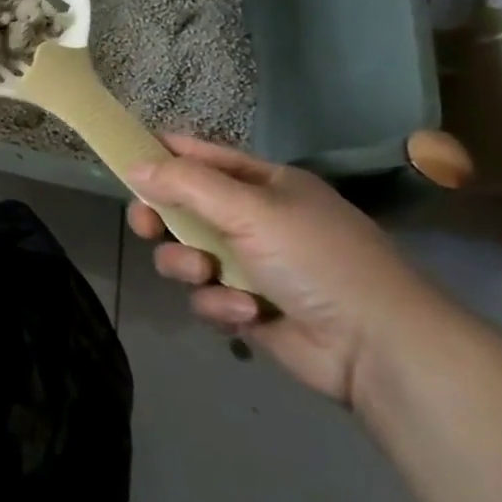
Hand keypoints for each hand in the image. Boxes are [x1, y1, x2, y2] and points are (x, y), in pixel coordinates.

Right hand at [127, 136, 443, 405]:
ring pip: (187, 255)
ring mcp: (250, 265)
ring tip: (207, 277)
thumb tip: (133, 166)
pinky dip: (219, 305)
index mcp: (264, 184)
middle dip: (162, 218)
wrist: (376, 347)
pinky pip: (206, 297)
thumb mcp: (250, 209)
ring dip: (189, 267)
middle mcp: (255, 220)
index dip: (165, 154)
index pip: (203, 156)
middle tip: (146, 226)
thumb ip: (187, 184)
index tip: (125, 158)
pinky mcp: (246, 308)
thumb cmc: (316, 259)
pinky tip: (245, 313)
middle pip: (184, 208)